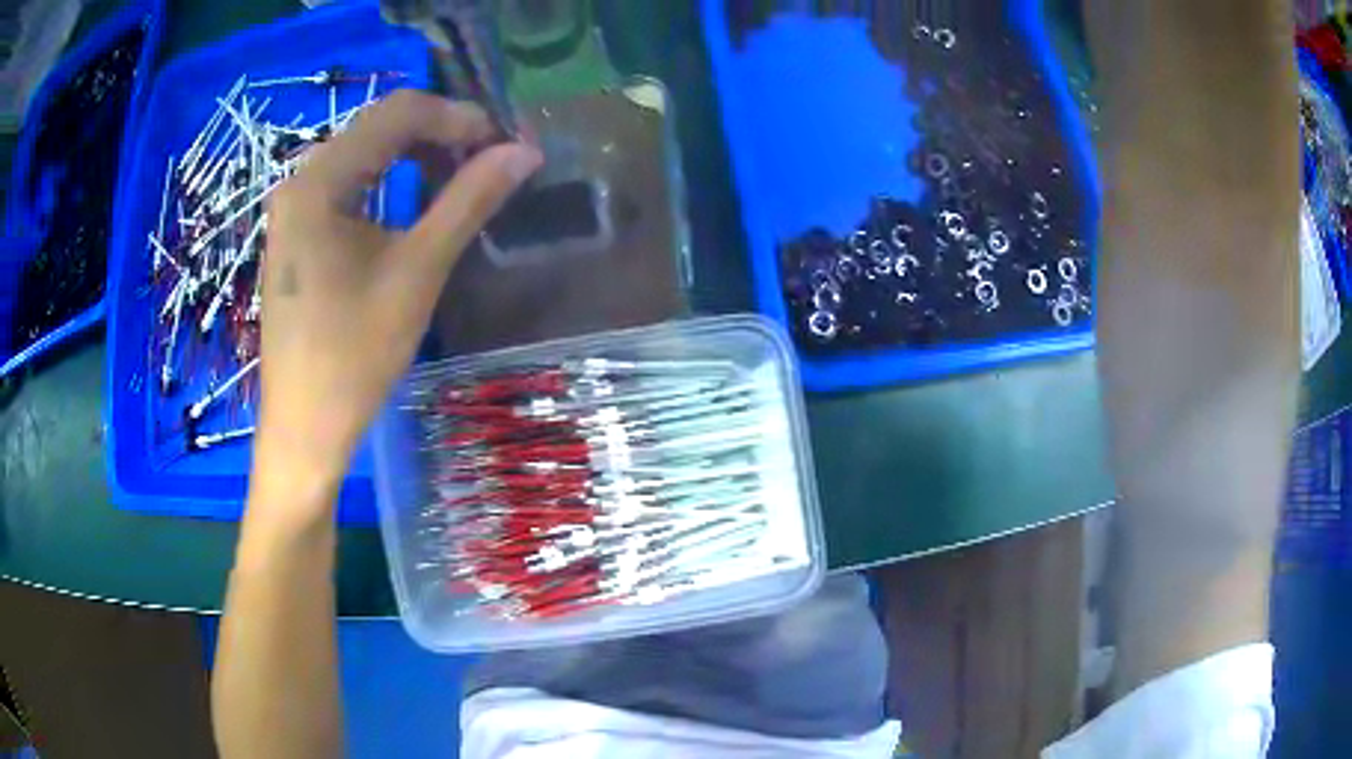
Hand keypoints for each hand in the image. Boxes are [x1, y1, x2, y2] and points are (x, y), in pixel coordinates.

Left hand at [252, 90, 541, 508]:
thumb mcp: (417, 272)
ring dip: (417, 157)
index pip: (397, 112)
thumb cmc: (353, 356)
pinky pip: (350, 185)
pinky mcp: (299, 234)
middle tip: (490, 162)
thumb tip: (523, 152)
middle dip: (439, 134)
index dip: (457, 117)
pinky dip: (391, 183)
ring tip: (463, 181)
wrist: (304, 429)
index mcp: (319, 181)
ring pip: (366, 154)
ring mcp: (295, 208)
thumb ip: (468, 201)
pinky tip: (418, 205)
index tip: (504, 144)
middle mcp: (300, 181)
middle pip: (378, 128)